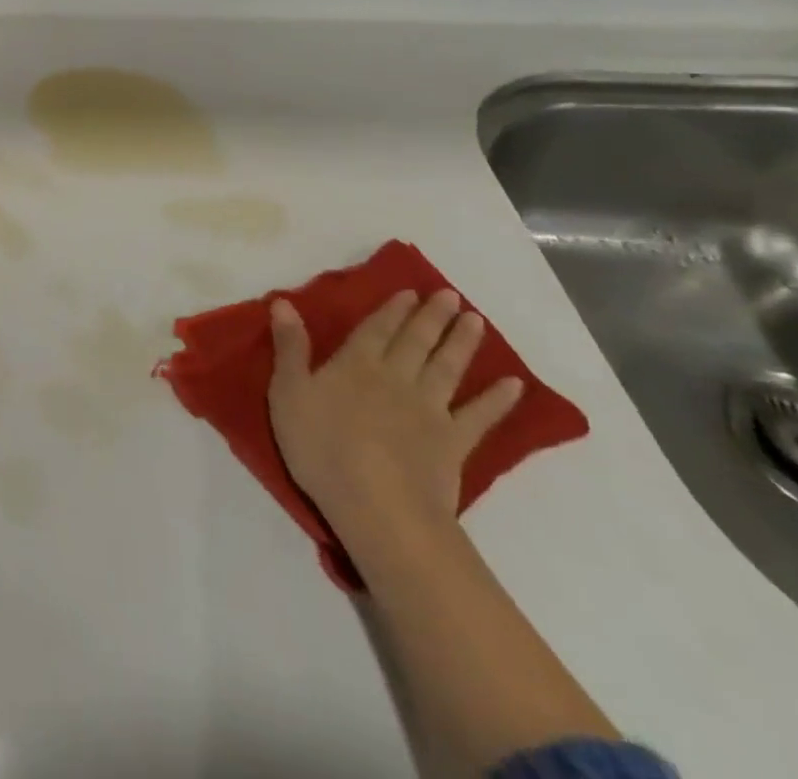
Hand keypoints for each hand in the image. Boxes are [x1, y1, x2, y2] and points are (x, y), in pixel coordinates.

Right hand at [267, 287, 522, 548]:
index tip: (410, 291)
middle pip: (416, 341)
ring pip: (447, 367)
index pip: (376, 328)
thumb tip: (284, 302)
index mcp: (356, 364)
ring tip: (475, 320)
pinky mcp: (454, 443)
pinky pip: (479, 416)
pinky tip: (514, 384)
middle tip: (450, 295)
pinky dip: (497, 400)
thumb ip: (290, 347)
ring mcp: (430, 410)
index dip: (393, 309)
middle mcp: (396, 377)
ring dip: (461, 342)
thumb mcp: (288, 393)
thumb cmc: (323, 448)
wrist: (379, 506)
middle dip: (431, 316)